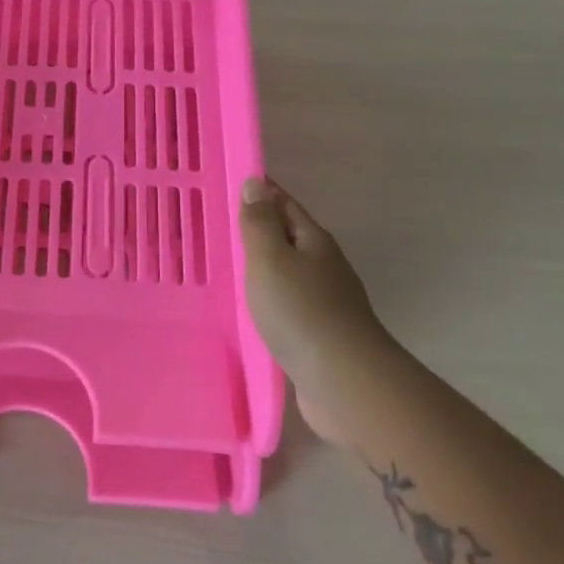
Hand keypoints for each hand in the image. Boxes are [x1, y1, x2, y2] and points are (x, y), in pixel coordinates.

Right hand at [239, 176, 383, 436]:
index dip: (260, 192)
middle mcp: (323, 265)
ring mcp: (325, 301)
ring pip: (287, 271)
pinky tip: (249, 306)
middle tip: (218, 224)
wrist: (345, 381)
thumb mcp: (270, 258)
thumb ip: (259, 223)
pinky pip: (287, 303)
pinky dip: (268, 297)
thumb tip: (256, 182)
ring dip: (262, 265)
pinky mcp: (320, 333)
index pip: (284, 204)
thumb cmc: (301, 310)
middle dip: (258, 228)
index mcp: (313, 240)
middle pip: (288, 237)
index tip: (230, 183)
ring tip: (226, 265)